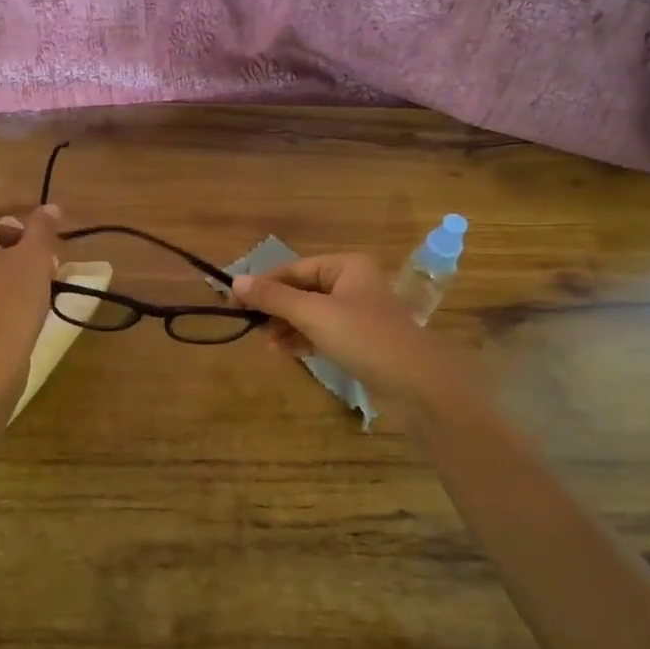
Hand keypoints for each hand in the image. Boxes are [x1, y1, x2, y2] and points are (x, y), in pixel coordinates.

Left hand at [0, 198, 61, 409]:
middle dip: (17, 235)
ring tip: (42, 277)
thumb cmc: (9, 303)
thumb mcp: (35, 260)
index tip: (43, 215)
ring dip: (10, 261)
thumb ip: (43, 228)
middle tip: (47, 250)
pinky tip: (25, 301)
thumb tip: (49, 208)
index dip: (14, 202)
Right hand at [232, 254, 461, 406]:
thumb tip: (236, 281)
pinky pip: (322, 332)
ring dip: (286, 326)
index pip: (294, 269)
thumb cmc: (363, 337)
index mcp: (346, 266)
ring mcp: (357, 313)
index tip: (234, 302)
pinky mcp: (359, 340)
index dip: (263, 284)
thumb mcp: (313, 314)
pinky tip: (284, 352)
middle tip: (249, 326)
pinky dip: (302, 339)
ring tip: (265, 344)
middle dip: (275, 308)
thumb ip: (274, 297)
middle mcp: (352, 283)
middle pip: (302, 290)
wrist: (416, 382)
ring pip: (310, 313)